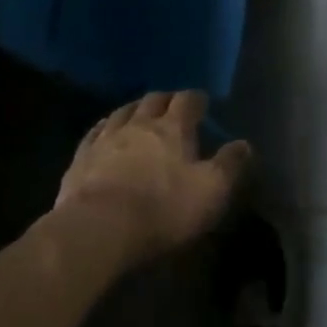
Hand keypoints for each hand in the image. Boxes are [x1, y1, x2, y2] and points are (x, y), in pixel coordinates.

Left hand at [53, 91, 252, 271]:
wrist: (98, 228)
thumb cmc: (162, 209)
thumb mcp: (210, 192)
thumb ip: (229, 166)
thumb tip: (245, 144)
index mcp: (173, 128)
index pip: (187, 101)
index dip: (196, 99)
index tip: (202, 102)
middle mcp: (139, 124)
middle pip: (153, 100)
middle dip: (165, 99)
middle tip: (172, 106)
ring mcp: (106, 138)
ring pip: (123, 111)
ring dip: (135, 108)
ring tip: (140, 113)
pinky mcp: (81, 157)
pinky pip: (95, 132)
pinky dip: (105, 127)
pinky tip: (104, 131)